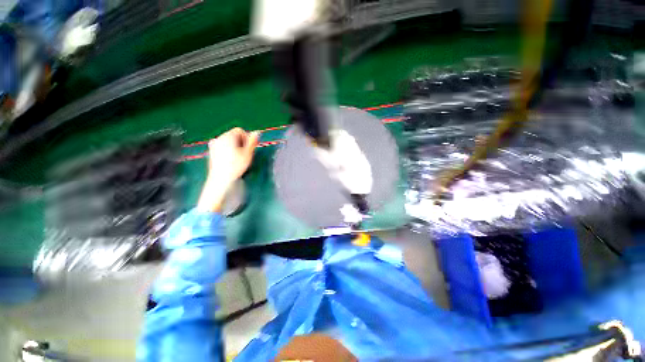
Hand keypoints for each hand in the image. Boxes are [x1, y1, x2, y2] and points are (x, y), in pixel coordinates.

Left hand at [197, 128, 259, 212]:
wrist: (221, 179)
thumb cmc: (236, 166)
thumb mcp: (248, 153)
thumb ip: (252, 141)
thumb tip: (257, 132)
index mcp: (228, 136)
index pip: (240, 130)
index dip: (246, 138)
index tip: (249, 149)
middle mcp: (219, 138)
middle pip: (233, 135)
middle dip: (240, 142)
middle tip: (244, 154)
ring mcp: (214, 145)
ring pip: (228, 141)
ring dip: (235, 146)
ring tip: (238, 158)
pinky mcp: (211, 152)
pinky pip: (222, 146)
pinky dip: (228, 150)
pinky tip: (230, 160)